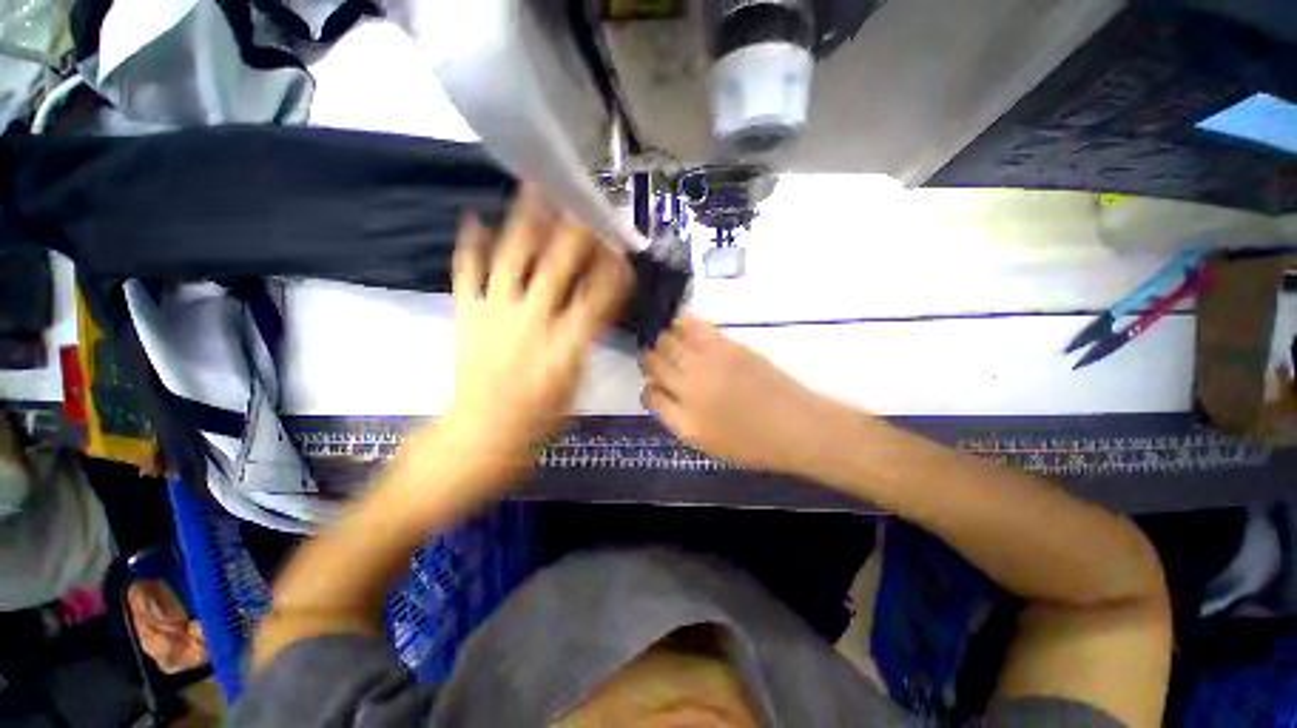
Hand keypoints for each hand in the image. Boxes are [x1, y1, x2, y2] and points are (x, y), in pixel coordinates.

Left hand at [440, 188, 631, 480]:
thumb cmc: (538, 419)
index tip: (621, 250)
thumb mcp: (576, 382)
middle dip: (577, 233)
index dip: (613, 269)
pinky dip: (469, 245)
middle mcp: (532, 321)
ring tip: (535, 188)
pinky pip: (466, 273)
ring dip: (526, 221)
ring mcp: (495, 313)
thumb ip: (586, 338)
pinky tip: (473, 218)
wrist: (481, 435)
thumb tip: (594, 304)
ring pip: (513, 257)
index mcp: (565, 344)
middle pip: (559, 266)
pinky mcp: (467, 314)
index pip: (597, 295)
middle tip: (586, 206)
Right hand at [639, 314, 847, 474]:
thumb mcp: (704, 442)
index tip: (653, 387)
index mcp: (683, 415)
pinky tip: (680, 326)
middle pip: (653, 360)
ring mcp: (708, 360)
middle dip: (648, 359)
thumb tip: (655, 393)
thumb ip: (674, 417)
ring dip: (660, 339)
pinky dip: (681, 324)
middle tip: (653, 361)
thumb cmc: (750, 443)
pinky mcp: (727, 344)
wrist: (796, 426)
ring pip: (667, 339)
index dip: (647, 389)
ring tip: (664, 342)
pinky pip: (694, 326)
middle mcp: (689, 383)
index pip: (649, 394)